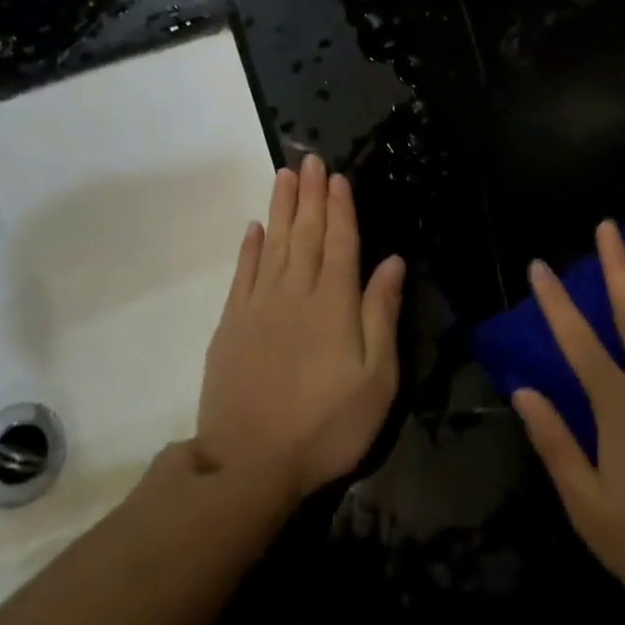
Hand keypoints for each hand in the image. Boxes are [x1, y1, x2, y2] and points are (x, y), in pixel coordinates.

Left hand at [197, 154, 405, 503]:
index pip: (340, 242)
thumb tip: (392, 261)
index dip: (340, 207)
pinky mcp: (231, 325)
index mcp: (334, 303)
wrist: (249, 466)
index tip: (337, 176)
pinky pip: (242, 274)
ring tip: (284, 176)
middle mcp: (295, 293)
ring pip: (272, 244)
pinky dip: (248, 248)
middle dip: (310, 194)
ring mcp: (258, 307)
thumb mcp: (376, 378)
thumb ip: (382, 314)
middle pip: (304, 233)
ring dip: (280, 208)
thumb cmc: (327, 425)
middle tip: (309, 159)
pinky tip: (254, 228)